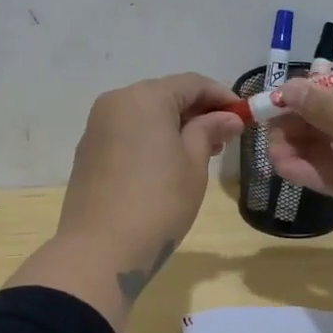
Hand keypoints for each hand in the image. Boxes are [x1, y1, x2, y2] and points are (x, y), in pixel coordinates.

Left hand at [10, 73, 244, 330]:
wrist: (100, 249)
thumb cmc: (158, 202)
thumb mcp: (193, 164)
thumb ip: (209, 131)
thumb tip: (227, 118)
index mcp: (145, 97)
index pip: (191, 84)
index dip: (222, 97)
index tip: (244, 117)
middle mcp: (116, 102)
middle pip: (165, 95)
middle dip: (197, 112)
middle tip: (225, 138)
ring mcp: (97, 127)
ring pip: (144, 115)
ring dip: (174, 126)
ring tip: (200, 152)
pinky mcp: (88, 151)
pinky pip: (127, 133)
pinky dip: (151, 139)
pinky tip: (167, 163)